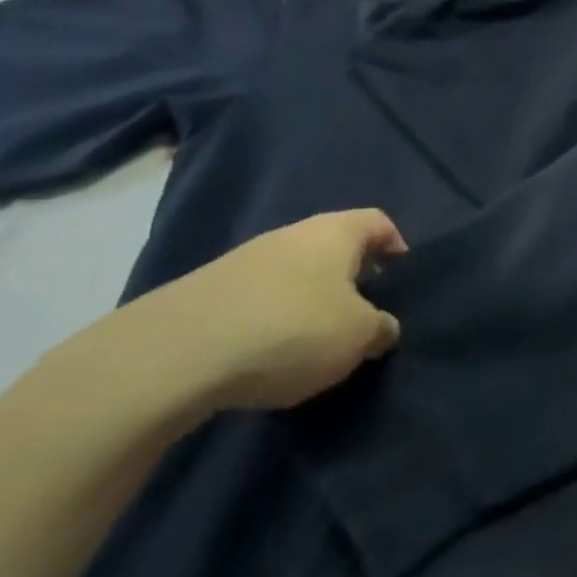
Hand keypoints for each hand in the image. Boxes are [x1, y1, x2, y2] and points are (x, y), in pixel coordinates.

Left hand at [123, 210, 407, 413]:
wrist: (176, 354)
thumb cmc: (292, 329)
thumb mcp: (357, 337)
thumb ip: (381, 328)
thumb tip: (383, 327)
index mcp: (335, 232)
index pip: (378, 222)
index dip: (396, 245)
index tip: (401, 280)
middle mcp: (292, 234)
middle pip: (334, 246)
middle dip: (351, 278)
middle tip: (362, 316)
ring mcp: (245, 259)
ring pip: (294, 272)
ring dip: (309, 299)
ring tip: (315, 341)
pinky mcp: (208, 290)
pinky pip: (258, 297)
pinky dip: (272, 318)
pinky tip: (269, 353)